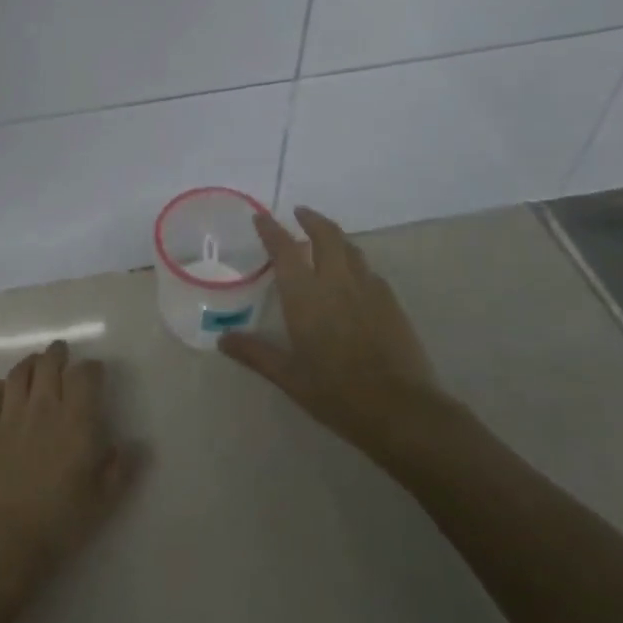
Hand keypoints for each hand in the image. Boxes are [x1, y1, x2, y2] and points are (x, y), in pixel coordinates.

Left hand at [0, 341, 137, 585]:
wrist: (2, 540)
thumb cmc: (60, 522)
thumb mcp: (103, 501)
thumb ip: (122, 468)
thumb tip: (138, 444)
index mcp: (76, 420)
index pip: (85, 376)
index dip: (91, 368)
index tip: (95, 371)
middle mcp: (43, 407)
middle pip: (49, 364)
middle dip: (58, 354)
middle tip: (62, 352)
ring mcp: (10, 415)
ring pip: (20, 374)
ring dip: (30, 363)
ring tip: (35, 363)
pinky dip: (0, 387)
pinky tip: (3, 389)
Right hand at [220, 207, 448, 457]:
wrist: (400, 408)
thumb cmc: (336, 392)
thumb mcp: (289, 376)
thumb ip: (256, 353)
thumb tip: (222, 340)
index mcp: (305, 295)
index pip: (285, 249)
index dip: (271, 230)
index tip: (261, 217)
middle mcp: (336, 281)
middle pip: (326, 235)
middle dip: (311, 219)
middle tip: (300, 214)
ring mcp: (368, 289)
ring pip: (351, 249)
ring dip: (335, 237)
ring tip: (324, 240)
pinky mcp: (391, 302)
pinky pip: (369, 270)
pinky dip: (355, 263)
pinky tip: (353, 278)